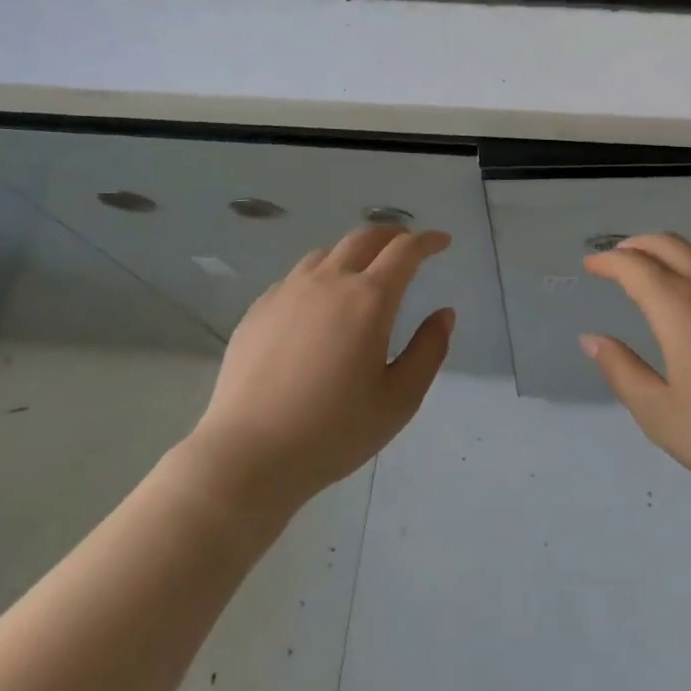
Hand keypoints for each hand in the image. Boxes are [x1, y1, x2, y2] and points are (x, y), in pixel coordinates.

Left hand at [190, 226, 454, 514]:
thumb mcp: (399, 400)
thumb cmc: (333, 432)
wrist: (247, 455)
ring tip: (363, 273)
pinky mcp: (259, 309)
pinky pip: (297, 277)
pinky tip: (318, 304)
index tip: (442, 242)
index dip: (428, 241)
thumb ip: (429, 351)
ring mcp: (288, 291)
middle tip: (407, 246)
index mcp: (369, 299)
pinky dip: (320, 276)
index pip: (405, 251)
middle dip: (392, 235)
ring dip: (354, 253)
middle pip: (365, 237)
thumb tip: (443, 314)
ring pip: (327, 254)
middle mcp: (329, 281)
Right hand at [581, 234, 690, 518]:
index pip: (635, 266)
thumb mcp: (661, 415)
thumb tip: (593, 339)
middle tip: (618, 257)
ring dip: (673, 249)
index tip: (592, 264)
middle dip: (638, 244)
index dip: (608, 261)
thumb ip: (623, 372)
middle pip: (669, 245)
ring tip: (659, 266)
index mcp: (679, 307)